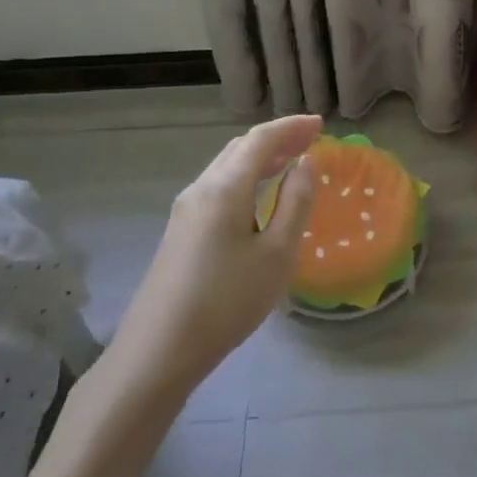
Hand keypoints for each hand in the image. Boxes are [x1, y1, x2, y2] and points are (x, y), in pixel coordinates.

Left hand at [104, 114, 322, 398]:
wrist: (156, 352)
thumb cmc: (226, 301)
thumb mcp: (276, 254)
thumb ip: (295, 203)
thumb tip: (305, 164)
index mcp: (225, 187)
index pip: (261, 139)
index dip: (292, 127)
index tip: (320, 123)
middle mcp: (202, 188)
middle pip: (241, 148)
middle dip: (277, 138)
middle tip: (310, 139)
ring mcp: (185, 210)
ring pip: (226, 166)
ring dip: (260, 158)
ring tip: (290, 162)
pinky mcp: (180, 231)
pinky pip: (218, 187)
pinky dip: (245, 177)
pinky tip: (258, 196)